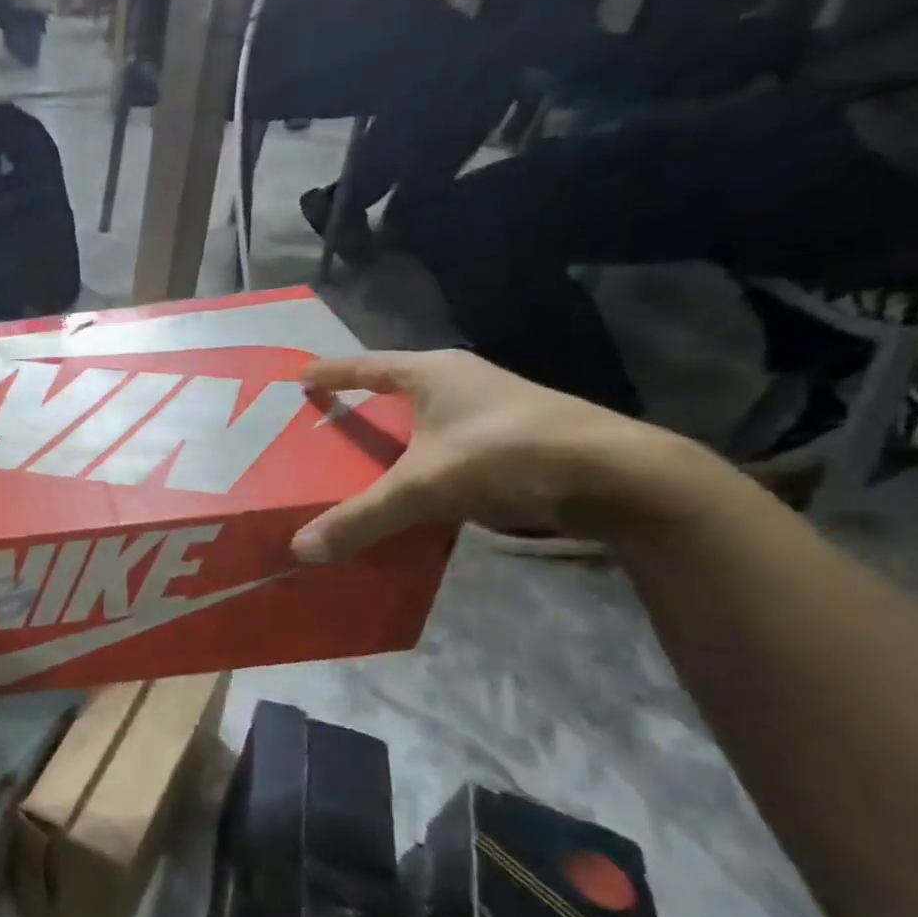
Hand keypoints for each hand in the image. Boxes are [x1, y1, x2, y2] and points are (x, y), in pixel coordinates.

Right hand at [290, 351, 700, 562]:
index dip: (333, 372)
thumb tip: (300, 550)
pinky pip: (446, 447)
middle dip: (361, 405)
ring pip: (425, 421)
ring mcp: (492, 412)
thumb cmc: (508, 456)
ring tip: (359, 460)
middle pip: (397, 390)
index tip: (301, 376)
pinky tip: (409, 487)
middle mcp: (462, 384)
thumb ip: (361, 518)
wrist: (617, 478)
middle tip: (324, 424)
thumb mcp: (423, 488)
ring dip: (394, 437)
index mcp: (434, 374)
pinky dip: (420, 462)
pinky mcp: (512, 443)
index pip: (369, 366)